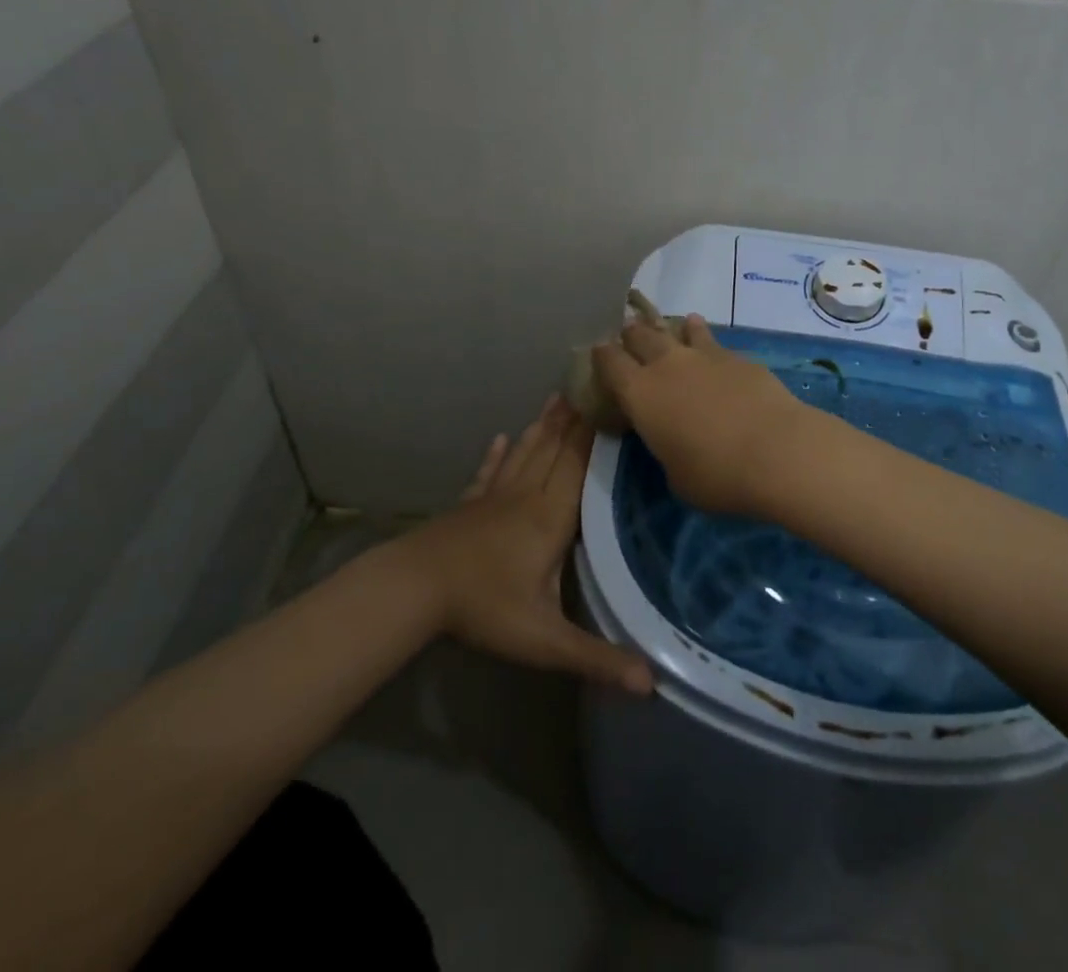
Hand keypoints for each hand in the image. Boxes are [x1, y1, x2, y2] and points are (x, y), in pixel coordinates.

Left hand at [402, 398, 652, 694]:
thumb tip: (652, 683)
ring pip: (525, 453)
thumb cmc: (484, 607)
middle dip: (575, 419)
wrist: (415, 588)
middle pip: (555, 450)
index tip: (613, 403)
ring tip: (557, 398)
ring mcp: (494, 497)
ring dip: (543, 426)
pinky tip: (500, 438)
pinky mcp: (469, 505)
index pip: (579, 466)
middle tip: (590, 384)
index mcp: (550, 517)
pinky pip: (488, 473)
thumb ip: (596, 658)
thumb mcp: (544, 640)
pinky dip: (496, 455)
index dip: (596, 435)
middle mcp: (526, 496)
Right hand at [592, 314, 811, 518]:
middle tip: (630, 335)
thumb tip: (672, 439)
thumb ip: (665, 448)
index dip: (602, 355)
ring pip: (678, 330)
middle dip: (632, 334)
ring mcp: (703, 355)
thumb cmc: (716, 475)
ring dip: (671, 330)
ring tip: (673, 330)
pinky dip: (703, 338)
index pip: (609, 362)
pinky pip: (712, 340)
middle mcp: (666, 364)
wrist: (777, 451)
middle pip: (640, 335)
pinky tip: (709, 345)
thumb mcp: (675, 475)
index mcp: (640, 393)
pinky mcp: (737, 356)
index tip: (599, 352)